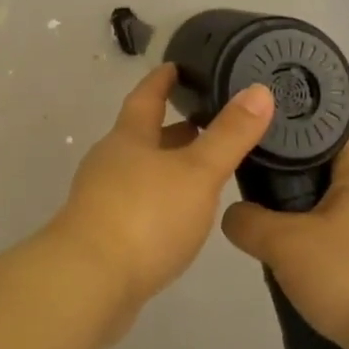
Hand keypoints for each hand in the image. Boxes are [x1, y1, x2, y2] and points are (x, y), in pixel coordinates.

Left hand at [48, 64, 275, 327]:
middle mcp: (110, 162)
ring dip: (167, 166)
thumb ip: (229, 135)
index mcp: (128, 138)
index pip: (146, 97)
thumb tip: (259, 90)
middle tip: (207, 122)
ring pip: (140, 172)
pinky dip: (160, 200)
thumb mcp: (197, 172)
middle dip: (172, 128)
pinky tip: (179, 216)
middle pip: (142, 136)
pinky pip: (136, 205)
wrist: (89, 282)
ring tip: (202, 169)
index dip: (162, 80)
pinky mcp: (102, 234)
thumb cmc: (145, 216)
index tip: (176, 66)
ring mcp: (101, 199)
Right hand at [221, 139, 348, 348]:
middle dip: (292, 185)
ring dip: (308, 223)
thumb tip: (234, 215)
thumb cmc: (348, 276)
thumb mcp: (283, 243)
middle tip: (256, 195)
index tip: (257, 146)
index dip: (290, 137)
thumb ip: (248, 221)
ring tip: (273, 236)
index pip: (324, 136)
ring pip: (338, 215)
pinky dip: (326, 253)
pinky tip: (303, 271)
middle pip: (328, 176)